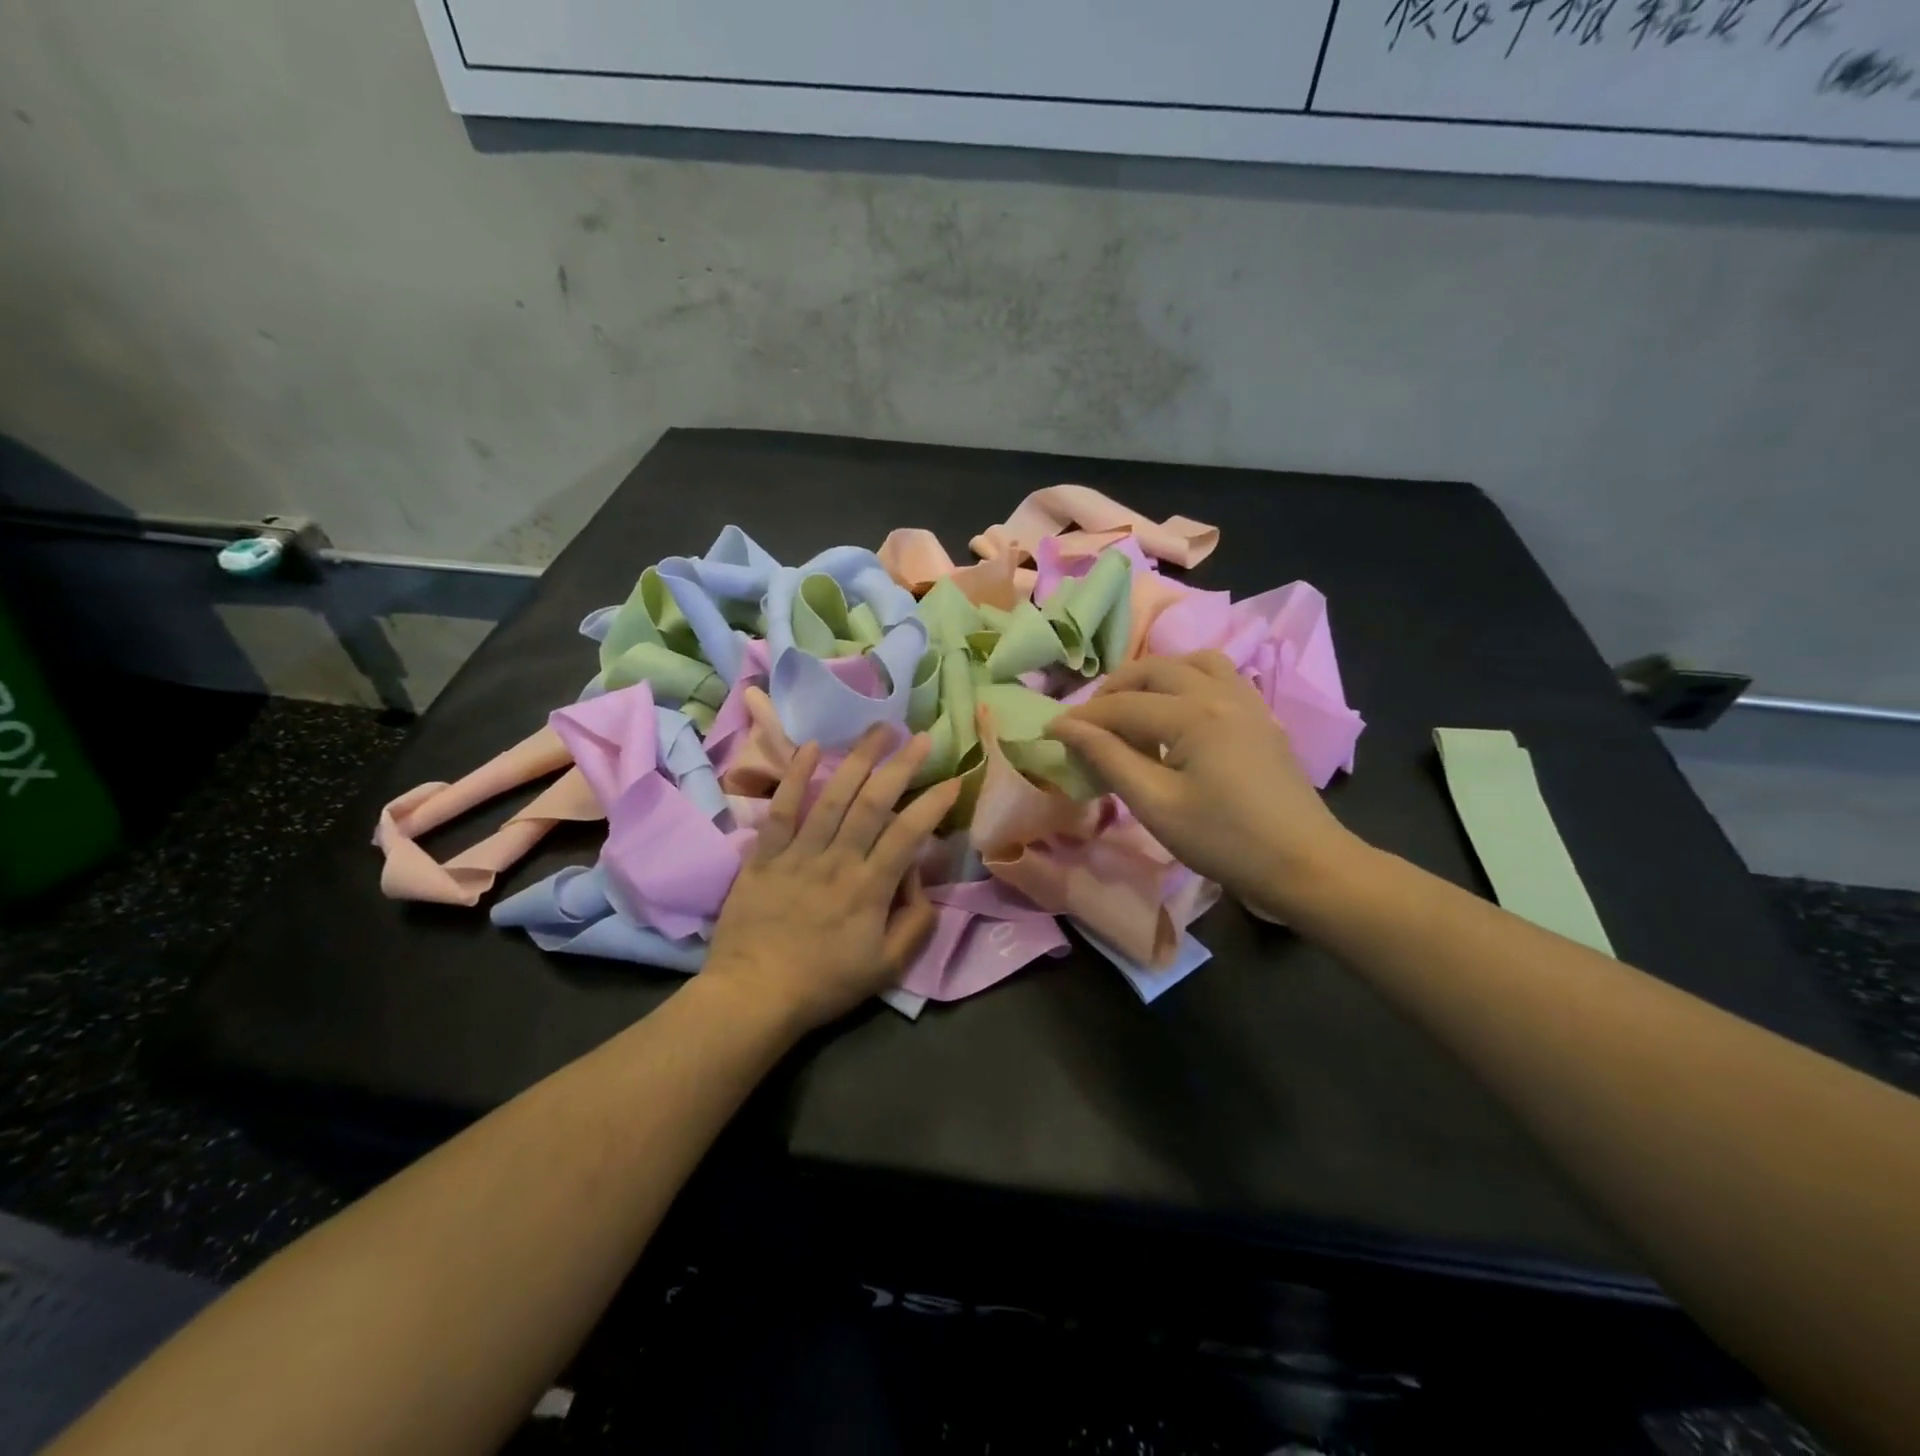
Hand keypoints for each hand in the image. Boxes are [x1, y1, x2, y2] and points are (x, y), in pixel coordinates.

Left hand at [703, 726, 962, 1033]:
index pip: (907, 834)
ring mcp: (797, 854)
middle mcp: (837, 860)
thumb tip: (919, 879)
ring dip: (857, 759)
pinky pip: (781, 809)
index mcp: (869, 888)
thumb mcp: (887, 967)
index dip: (933, 804)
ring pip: (832, 796)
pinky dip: (794, 776)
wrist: (752, 995)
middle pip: (873, 803)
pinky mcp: (764, 855)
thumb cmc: (824, 984)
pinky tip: (811, 747)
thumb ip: (915, 923)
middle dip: (900, 766)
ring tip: (878, 730)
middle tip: (921, 737)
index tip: (953, 779)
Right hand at [1046, 652, 1367, 923]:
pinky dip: (1188, 681)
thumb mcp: (1156, 804)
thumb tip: (1065, 728)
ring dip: (1154, 677)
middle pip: (1155, 670)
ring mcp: (1247, 701)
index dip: (1082, 718)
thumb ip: (1109, 758)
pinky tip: (1178, 713)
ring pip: (1192, 663)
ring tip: (1133, 707)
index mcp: (1193, 714)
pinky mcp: (1261, 717)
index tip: (1050, 732)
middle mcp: (1221, 694)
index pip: (1123, 705)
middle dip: (1114, 690)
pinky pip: (1220, 677)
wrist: (1305, 865)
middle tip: (1089, 722)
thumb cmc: (1225, 841)